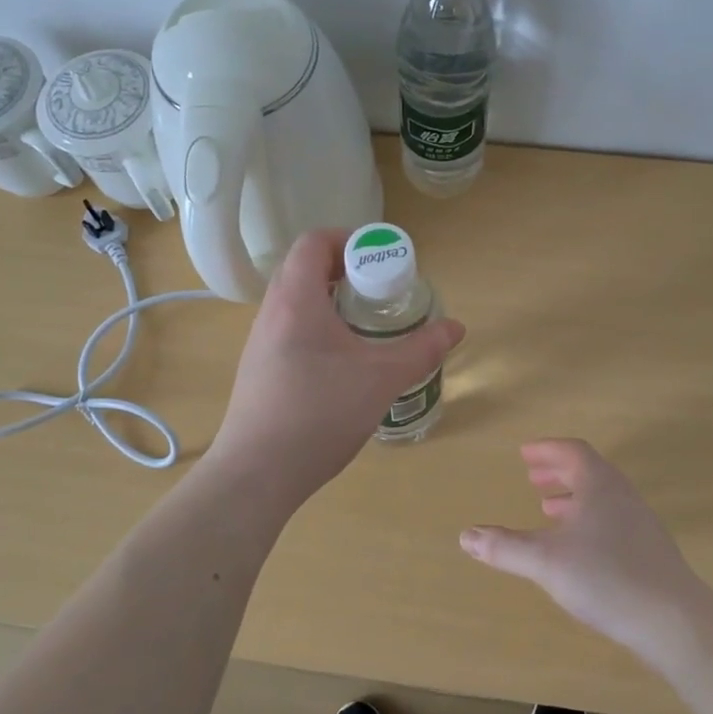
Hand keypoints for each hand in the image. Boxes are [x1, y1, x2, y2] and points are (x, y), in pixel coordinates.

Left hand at [207, 229, 464, 503]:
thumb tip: (456, 327)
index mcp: (296, 299)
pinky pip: (289, 331)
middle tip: (380, 294)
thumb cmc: (320, 414)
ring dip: (331, 303)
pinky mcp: (258, 370)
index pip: (314, 242)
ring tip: (366, 329)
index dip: (349, 240)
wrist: (257, 473)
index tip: (380, 261)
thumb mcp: (381, 379)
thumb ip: (422, 349)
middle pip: (304, 269)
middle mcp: (272, 312)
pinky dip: (317, 330)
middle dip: (346, 273)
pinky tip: (341, 365)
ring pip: (296, 303)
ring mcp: (260, 342)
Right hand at [459, 439, 704, 664]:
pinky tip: (579, 549)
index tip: (525, 454)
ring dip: (574, 497)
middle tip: (533, 478)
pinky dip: (589, 521)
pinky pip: (613, 521)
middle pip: (590, 472)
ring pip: (603, 498)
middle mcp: (623, 497)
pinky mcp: (651, 553)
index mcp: (600, 486)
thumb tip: (465, 535)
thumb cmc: (608, 578)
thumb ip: (505, 547)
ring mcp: (641, 525)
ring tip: (549, 509)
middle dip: (559, 472)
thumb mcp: (546, 562)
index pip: (573, 452)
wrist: (676, 622)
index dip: (548, 450)